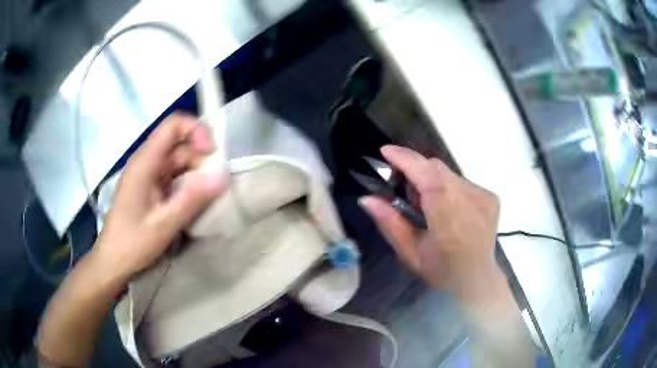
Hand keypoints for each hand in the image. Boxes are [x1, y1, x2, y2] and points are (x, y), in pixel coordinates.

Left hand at [91, 113, 227, 285]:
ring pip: (179, 161)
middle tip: (215, 186)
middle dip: (201, 159)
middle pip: (180, 144)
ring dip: (196, 174)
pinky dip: (188, 184)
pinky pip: (174, 176)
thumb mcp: (164, 224)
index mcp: (145, 162)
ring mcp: (148, 175)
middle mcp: (146, 162)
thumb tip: (223, 176)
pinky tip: (195, 202)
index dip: (196, 131)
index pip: (173, 125)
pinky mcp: (150, 187)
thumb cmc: (132, 243)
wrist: (112, 261)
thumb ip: (192, 199)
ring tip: (208, 197)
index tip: (212, 155)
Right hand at [359, 145, 500, 299]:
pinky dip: (447, 188)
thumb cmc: (444, 272)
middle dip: (415, 170)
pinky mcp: (490, 196)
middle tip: (402, 188)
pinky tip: (447, 209)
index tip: (386, 152)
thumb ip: (390, 224)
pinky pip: (461, 182)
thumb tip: (367, 199)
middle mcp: (470, 199)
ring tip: (426, 205)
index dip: (406, 159)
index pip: (427, 175)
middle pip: (437, 169)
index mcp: (449, 217)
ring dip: (432, 181)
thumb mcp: (411, 254)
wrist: (479, 279)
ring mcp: (483, 196)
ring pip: (449, 174)